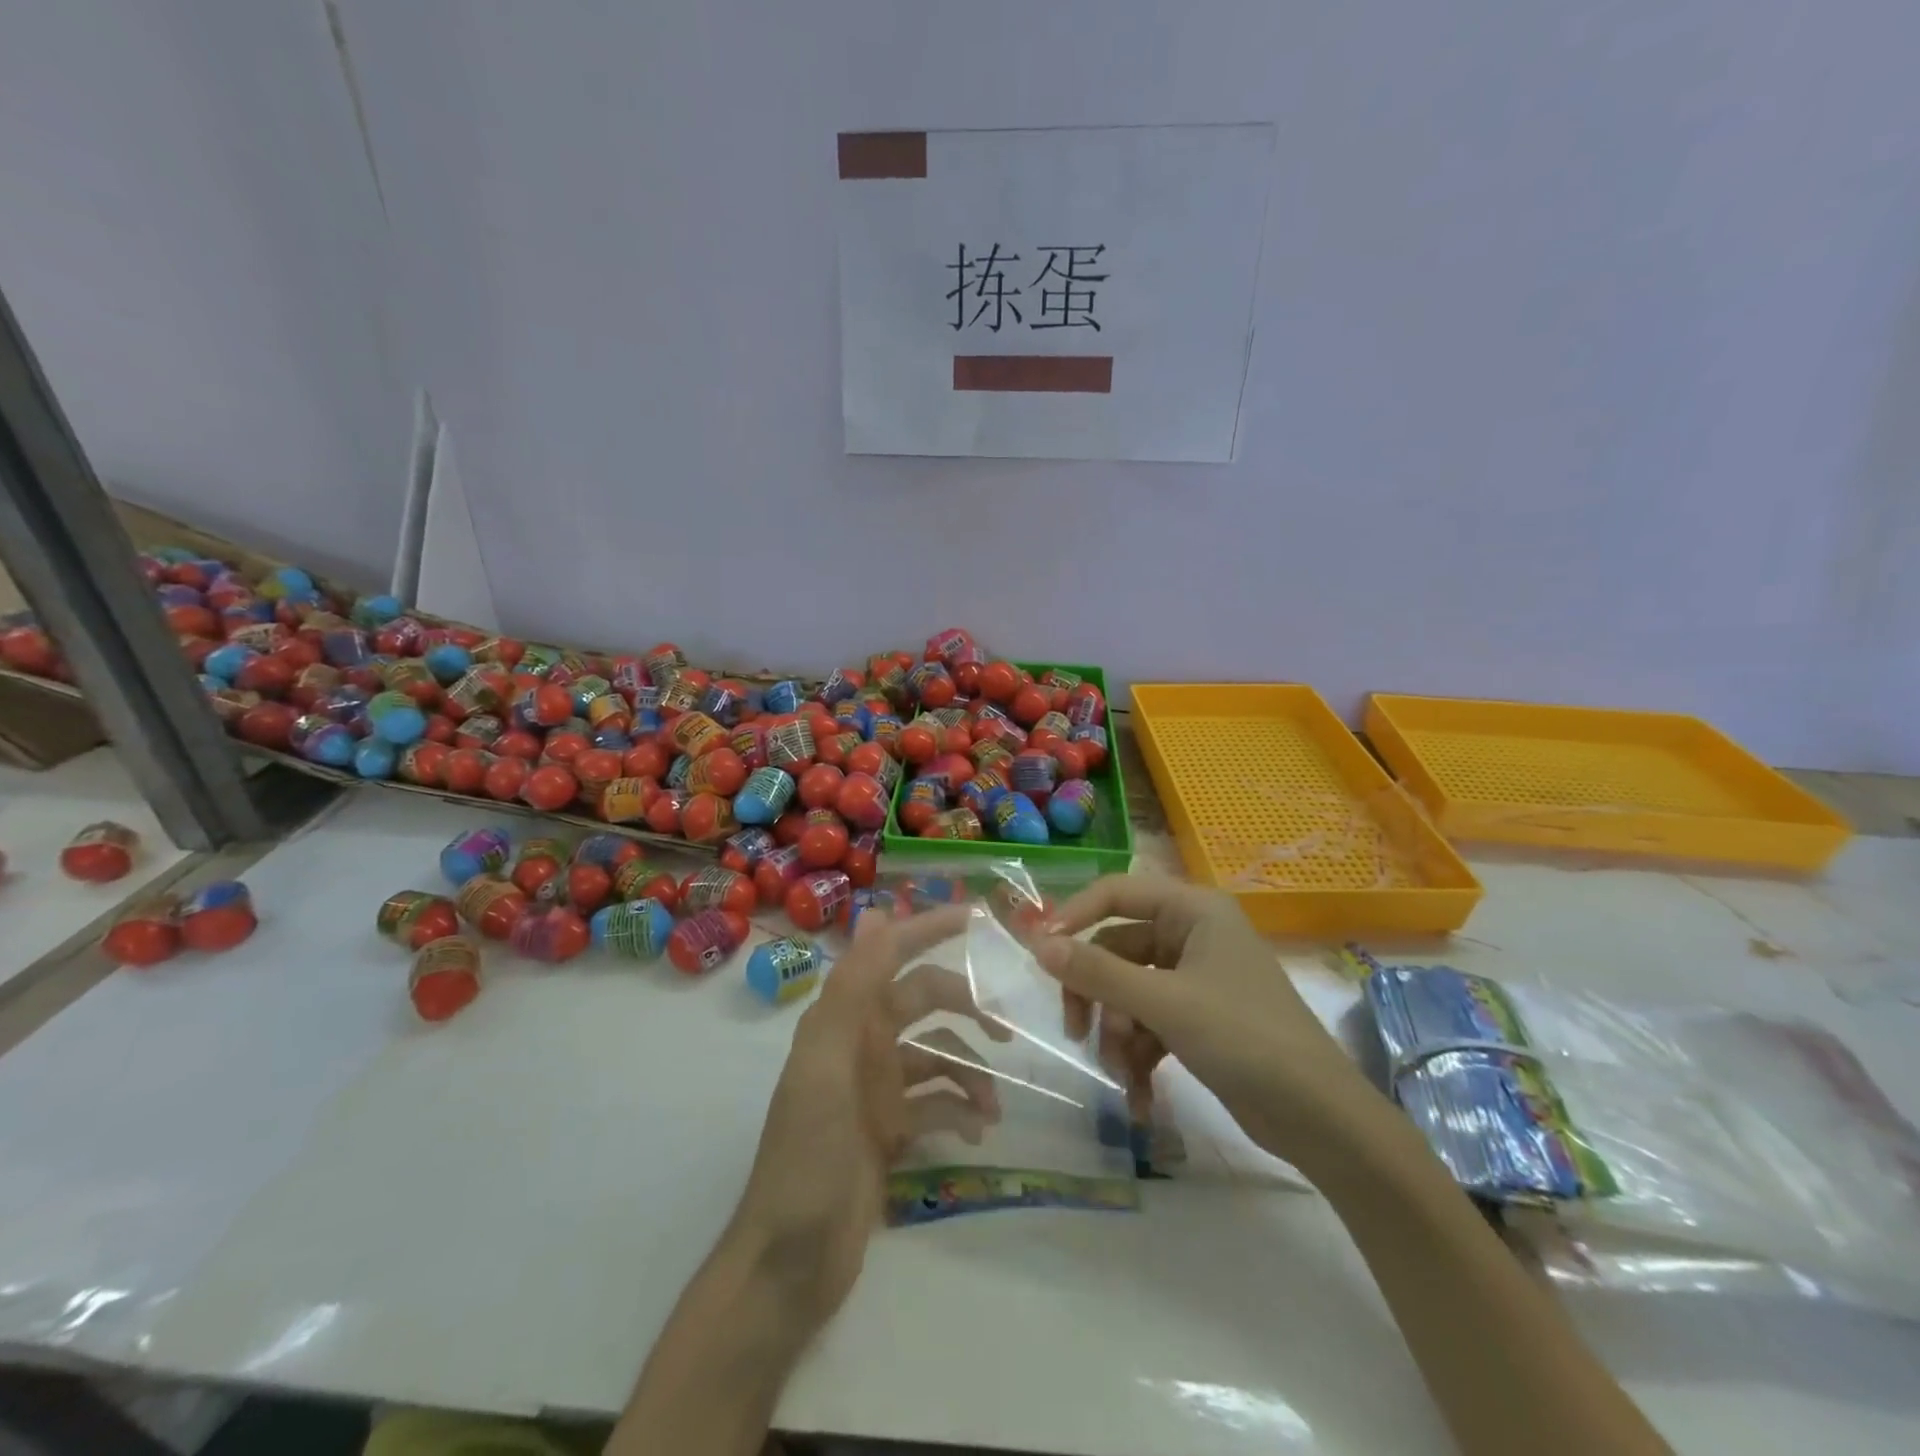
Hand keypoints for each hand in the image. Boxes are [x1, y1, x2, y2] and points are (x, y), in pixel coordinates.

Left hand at [727, 904, 1009, 1331]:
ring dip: (970, 1071)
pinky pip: (937, 1102)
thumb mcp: (826, 1064)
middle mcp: (862, 1042)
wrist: (788, 1265)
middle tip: (1007, 1028)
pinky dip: (960, 1109)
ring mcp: (877, 1087)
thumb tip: (876, 911)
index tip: (979, 917)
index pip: (892, 953)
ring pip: (939, 1054)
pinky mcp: (891, 1130)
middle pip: (926, 1001)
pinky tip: (976, 1131)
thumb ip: (851, 989)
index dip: (929, 928)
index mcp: (844, 1018)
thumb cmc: (807, 1156)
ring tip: (993, 1107)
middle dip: (967, 1005)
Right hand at [1032, 875, 1376, 1163]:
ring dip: (1116, 1034)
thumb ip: (1097, 972)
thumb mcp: (1164, 1004)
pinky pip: (1148, 1023)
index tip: (1040, 952)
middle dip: (1097, 995)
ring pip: (1128, 992)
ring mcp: (1195, 979)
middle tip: (1075, 1031)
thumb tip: (1038, 944)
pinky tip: (1139, 1098)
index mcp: (1193, 910)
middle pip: (1116, 950)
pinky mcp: (1198, 1019)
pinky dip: (1138, 1056)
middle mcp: (1192, 935)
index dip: (1074, 916)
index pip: (1116, 892)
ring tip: (1122, 1076)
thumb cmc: (1244, 1039)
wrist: (1320, 1120)